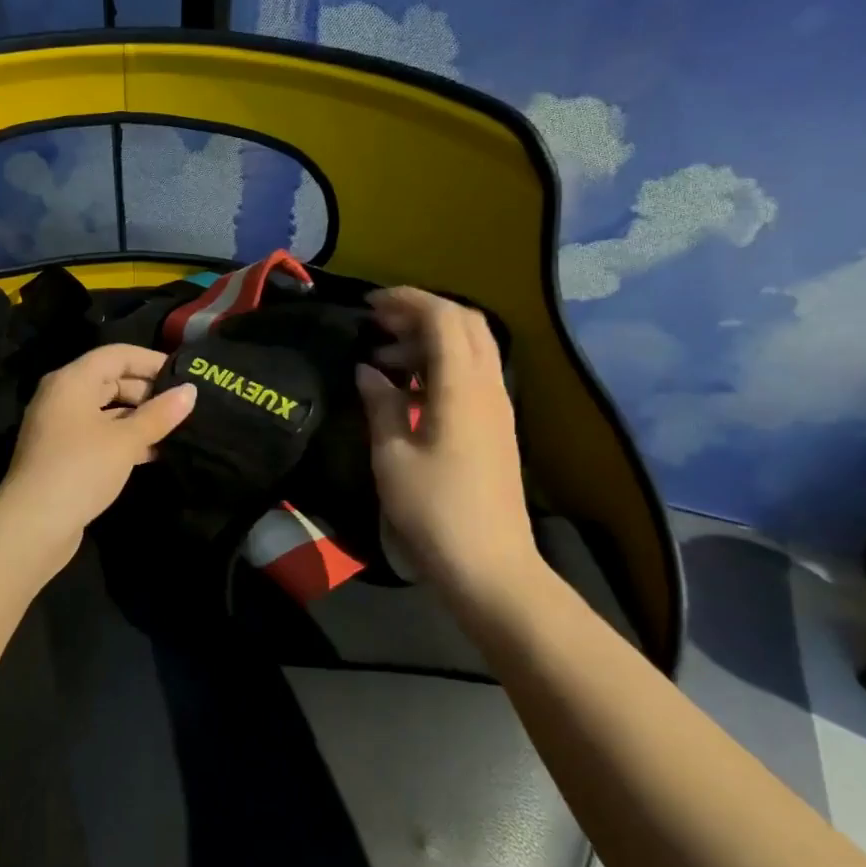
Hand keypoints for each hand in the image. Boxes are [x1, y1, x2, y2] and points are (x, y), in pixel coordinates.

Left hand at [0, 344, 197, 554]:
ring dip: (138, 418)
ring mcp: (60, 427)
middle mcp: (62, 397)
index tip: (184, 375)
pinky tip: (153, 452)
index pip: (116, 355)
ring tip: (176, 429)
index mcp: (72, 381)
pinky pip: (99, 434)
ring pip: (106, 410)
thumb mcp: (125, 440)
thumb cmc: (80, 469)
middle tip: (184, 405)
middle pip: (110, 380)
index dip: (151, 361)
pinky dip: (124, 439)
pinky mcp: (63, 454)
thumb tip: (190, 391)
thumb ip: (159, 414)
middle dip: (147, 391)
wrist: (32, 525)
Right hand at [355, 288, 545, 607]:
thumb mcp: (391, 456)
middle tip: (377, 323)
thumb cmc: (434, 510)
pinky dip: (440, 363)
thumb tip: (368, 370)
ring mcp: (497, 406)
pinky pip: (471, 373)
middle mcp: (488, 386)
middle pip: (465, 323)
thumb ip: (379, 404)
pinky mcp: (496, 425)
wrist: (489, 565)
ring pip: (472, 347)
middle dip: (421, 311)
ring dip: (430, 338)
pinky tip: (408, 387)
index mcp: (462, 387)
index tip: (368, 305)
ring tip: (385, 357)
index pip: (442, 318)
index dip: (406, 301)